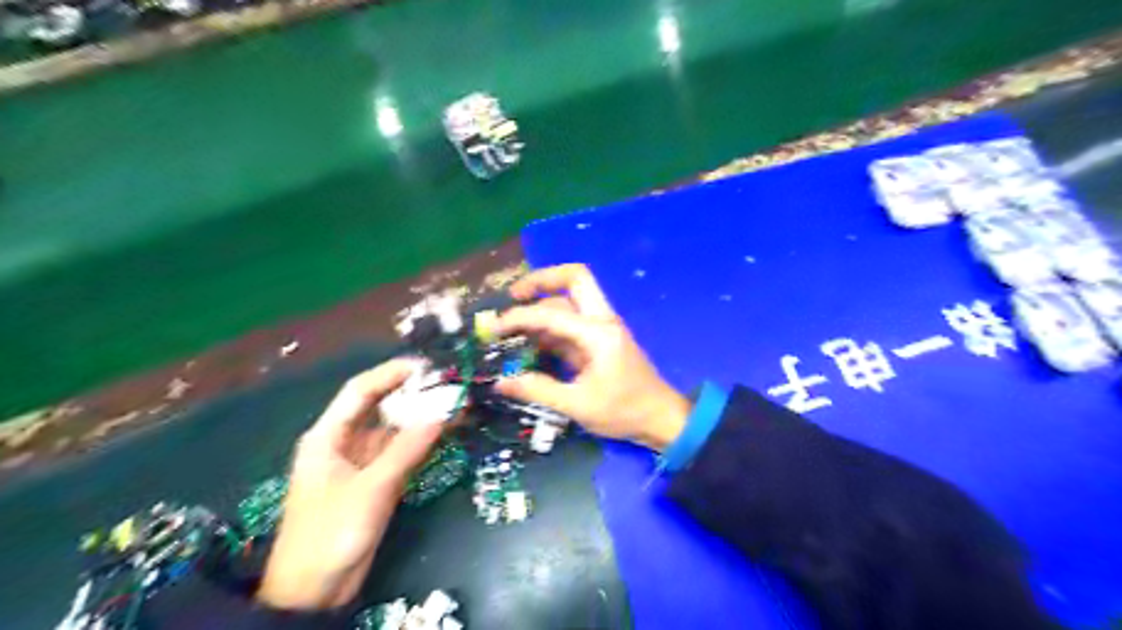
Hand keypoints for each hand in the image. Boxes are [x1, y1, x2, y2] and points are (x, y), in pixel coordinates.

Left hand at [257, 360, 443, 609]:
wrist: (315, 592)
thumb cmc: (331, 533)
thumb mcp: (371, 489)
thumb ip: (407, 450)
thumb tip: (443, 414)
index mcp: (329, 435)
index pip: (360, 391)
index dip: (391, 373)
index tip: (427, 366)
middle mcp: (345, 441)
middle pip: (381, 406)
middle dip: (413, 393)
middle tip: (449, 383)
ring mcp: (363, 462)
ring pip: (396, 429)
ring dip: (423, 417)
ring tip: (458, 403)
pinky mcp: (377, 480)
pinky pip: (403, 451)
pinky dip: (423, 441)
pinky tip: (448, 430)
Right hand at [492, 262, 688, 449]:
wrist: (661, 418)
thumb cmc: (624, 411)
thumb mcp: (578, 405)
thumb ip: (538, 390)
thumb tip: (501, 382)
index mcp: (598, 332)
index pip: (550, 313)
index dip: (518, 318)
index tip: (493, 330)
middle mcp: (601, 320)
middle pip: (574, 278)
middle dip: (540, 280)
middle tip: (512, 296)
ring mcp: (601, 328)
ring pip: (570, 299)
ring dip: (542, 304)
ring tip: (512, 324)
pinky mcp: (599, 339)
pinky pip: (571, 321)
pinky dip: (549, 324)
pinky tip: (529, 341)